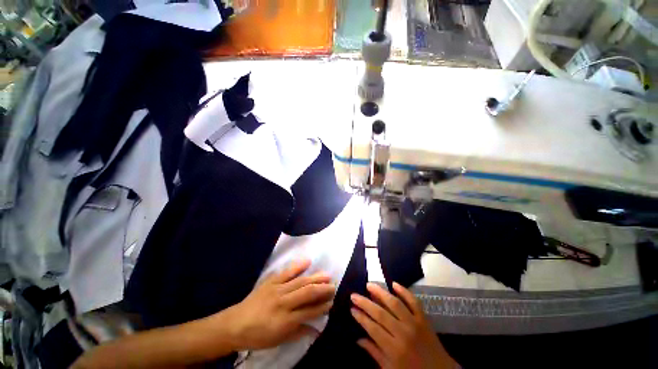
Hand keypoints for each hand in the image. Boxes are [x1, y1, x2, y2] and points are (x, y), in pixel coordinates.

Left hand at [226, 259, 334, 350]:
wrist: (234, 324)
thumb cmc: (257, 336)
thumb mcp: (278, 340)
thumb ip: (299, 332)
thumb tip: (317, 329)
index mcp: (285, 320)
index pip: (309, 311)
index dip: (322, 306)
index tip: (332, 302)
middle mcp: (283, 303)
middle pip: (307, 293)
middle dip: (323, 289)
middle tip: (334, 286)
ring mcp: (277, 289)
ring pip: (300, 281)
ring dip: (315, 277)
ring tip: (327, 275)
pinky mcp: (271, 281)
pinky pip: (286, 272)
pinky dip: (298, 265)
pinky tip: (308, 261)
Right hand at [351, 282, 454, 368]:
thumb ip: (374, 353)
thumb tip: (358, 338)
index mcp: (394, 349)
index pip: (372, 328)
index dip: (361, 317)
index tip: (352, 308)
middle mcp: (403, 333)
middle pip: (380, 313)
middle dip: (365, 302)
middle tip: (354, 295)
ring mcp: (414, 323)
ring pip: (395, 303)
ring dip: (380, 292)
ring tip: (369, 285)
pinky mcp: (423, 318)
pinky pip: (413, 301)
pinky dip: (404, 291)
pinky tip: (394, 284)